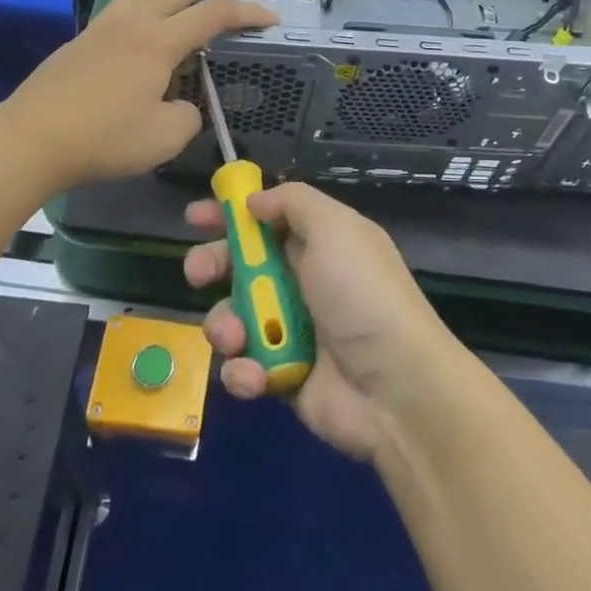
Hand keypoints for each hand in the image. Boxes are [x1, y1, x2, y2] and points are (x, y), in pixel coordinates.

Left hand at [0, 0, 276, 189]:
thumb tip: (183, 104)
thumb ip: (187, 116)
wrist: (34, 137)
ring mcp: (108, 23)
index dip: (247, 13)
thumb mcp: (164, 137)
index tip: (272, 16)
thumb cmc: (104, 138)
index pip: (214, 17)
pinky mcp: (89, 33)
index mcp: (159, 43)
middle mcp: (136, 22)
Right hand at [184, 183, 460, 462]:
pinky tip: (257, 376)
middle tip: (197, 273)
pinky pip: (244, 366)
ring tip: (235, 336)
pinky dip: (243, 371)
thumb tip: (254, 202)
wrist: (395, 388)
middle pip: (240, 265)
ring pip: (233, 316)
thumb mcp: (335, 227)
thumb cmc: (361, 294)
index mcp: (318, 242)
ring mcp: (290, 330)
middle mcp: (302, 281)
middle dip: (212, 264)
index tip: (195, 217)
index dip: (230, 214)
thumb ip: (292, 202)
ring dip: (225, 324)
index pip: (266, 219)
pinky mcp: (281, 376)